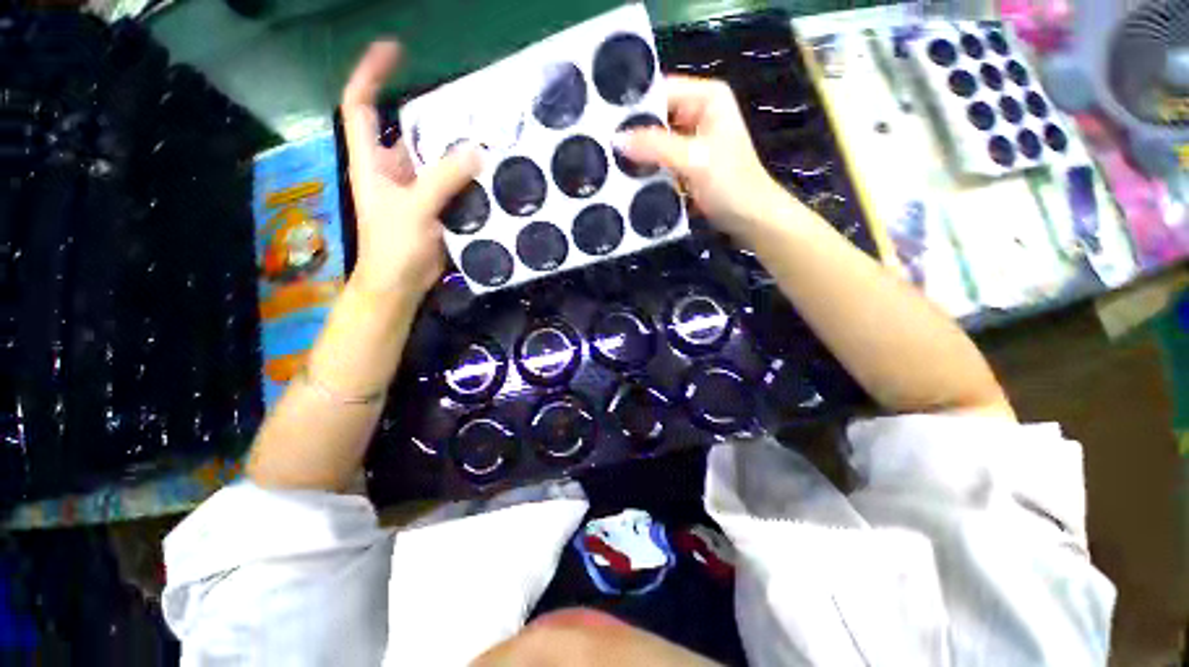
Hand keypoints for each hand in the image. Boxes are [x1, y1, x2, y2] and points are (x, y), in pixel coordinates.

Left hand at [340, 40, 480, 300]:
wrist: (402, 282)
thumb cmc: (393, 245)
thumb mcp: (414, 208)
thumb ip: (443, 179)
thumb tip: (476, 151)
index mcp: (372, 161)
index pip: (360, 105)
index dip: (371, 74)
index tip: (394, 50)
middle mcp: (392, 169)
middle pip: (409, 130)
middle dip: (432, 115)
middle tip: (467, 106)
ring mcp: (416, 189)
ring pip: (435, 158)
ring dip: (456, 149)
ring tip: (485, 136)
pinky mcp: (436, 207)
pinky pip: (452, 183)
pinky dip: (467, 177)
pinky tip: (487, 172)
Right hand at [619, 76, 787, 242]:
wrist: (751, 220)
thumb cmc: (731, 184)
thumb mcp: (694, 161)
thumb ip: (656, 147)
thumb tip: (616, 139)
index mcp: (706, 98)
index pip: (661, 91)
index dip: (634, 106)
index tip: (603, 123)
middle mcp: (698, 113)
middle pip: (656, 117)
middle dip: (632, 133)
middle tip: (601, 146)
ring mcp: (692, 141)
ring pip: (656, 142)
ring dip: (637, 155)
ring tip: (608, 162)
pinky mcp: (686, 164)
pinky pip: (660, 161)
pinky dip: (646, 169)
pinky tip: (626, 177)